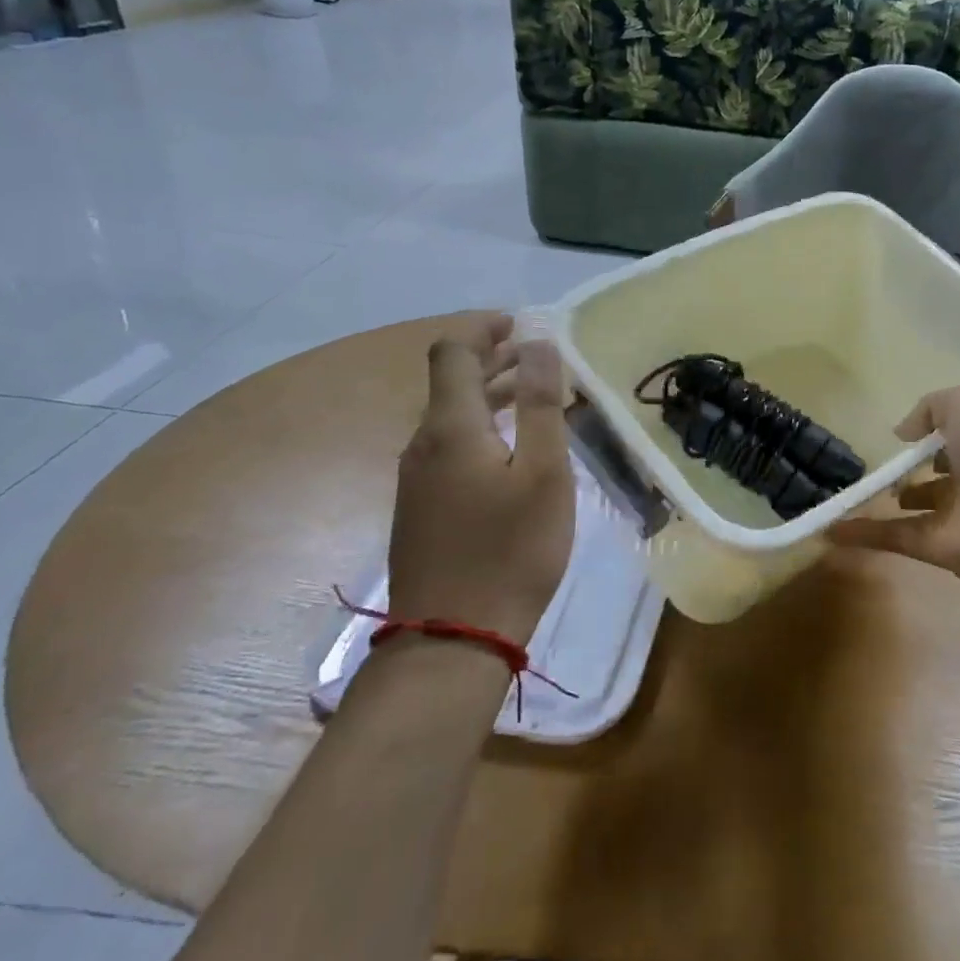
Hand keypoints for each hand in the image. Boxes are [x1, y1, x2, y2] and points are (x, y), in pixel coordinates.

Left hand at [386, 314, 573, 639]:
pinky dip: (482, 429)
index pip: (453, 353)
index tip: (521, 323)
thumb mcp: (542, 471)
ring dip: (490, 396)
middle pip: (451, 383)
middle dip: (494, 360)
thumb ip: (539, 403)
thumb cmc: (511, 549)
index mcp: (450, 427)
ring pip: (451, 417)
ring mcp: (417, 478)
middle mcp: (423, 443)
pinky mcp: (420, 508)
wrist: (454, 636)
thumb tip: (538, 344)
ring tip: (535, 398)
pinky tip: (513, 451)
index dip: (483, 329)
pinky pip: (449, 447)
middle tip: (541, 358)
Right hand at [828, 386, 959, 590]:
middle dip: (910, 469)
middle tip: (873, 462)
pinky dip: (862, 534)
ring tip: (849, 490)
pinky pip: (894, 537)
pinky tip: (828, 529)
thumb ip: (930, 407)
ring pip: (914, 508)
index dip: (933, 432)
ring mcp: (955, 516)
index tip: (902, 431)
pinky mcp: (936, 548)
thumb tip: (903, 432)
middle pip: (936, 473)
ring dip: (886, 501)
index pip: (957, 435)